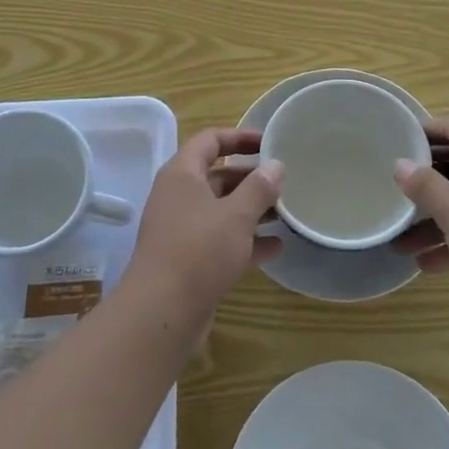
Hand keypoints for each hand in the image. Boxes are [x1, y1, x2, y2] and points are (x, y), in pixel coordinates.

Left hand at [125, 128, 282, 317]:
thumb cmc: (199, 250)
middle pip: (218, 176)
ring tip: (286, 213)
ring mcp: (182, 229)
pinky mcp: (188, 259)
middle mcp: (178, 196)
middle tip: (284, 182)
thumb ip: (259, 188)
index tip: (269, 142)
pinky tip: (275, 248)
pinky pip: (221, 240)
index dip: (239, 137)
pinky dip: (245, 241)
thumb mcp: (236, 215)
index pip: (210, 140)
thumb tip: (275, 165)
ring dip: (252, 210)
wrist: (162, 311)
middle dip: (251, 178)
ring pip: (221, 210)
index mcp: (182, 174)